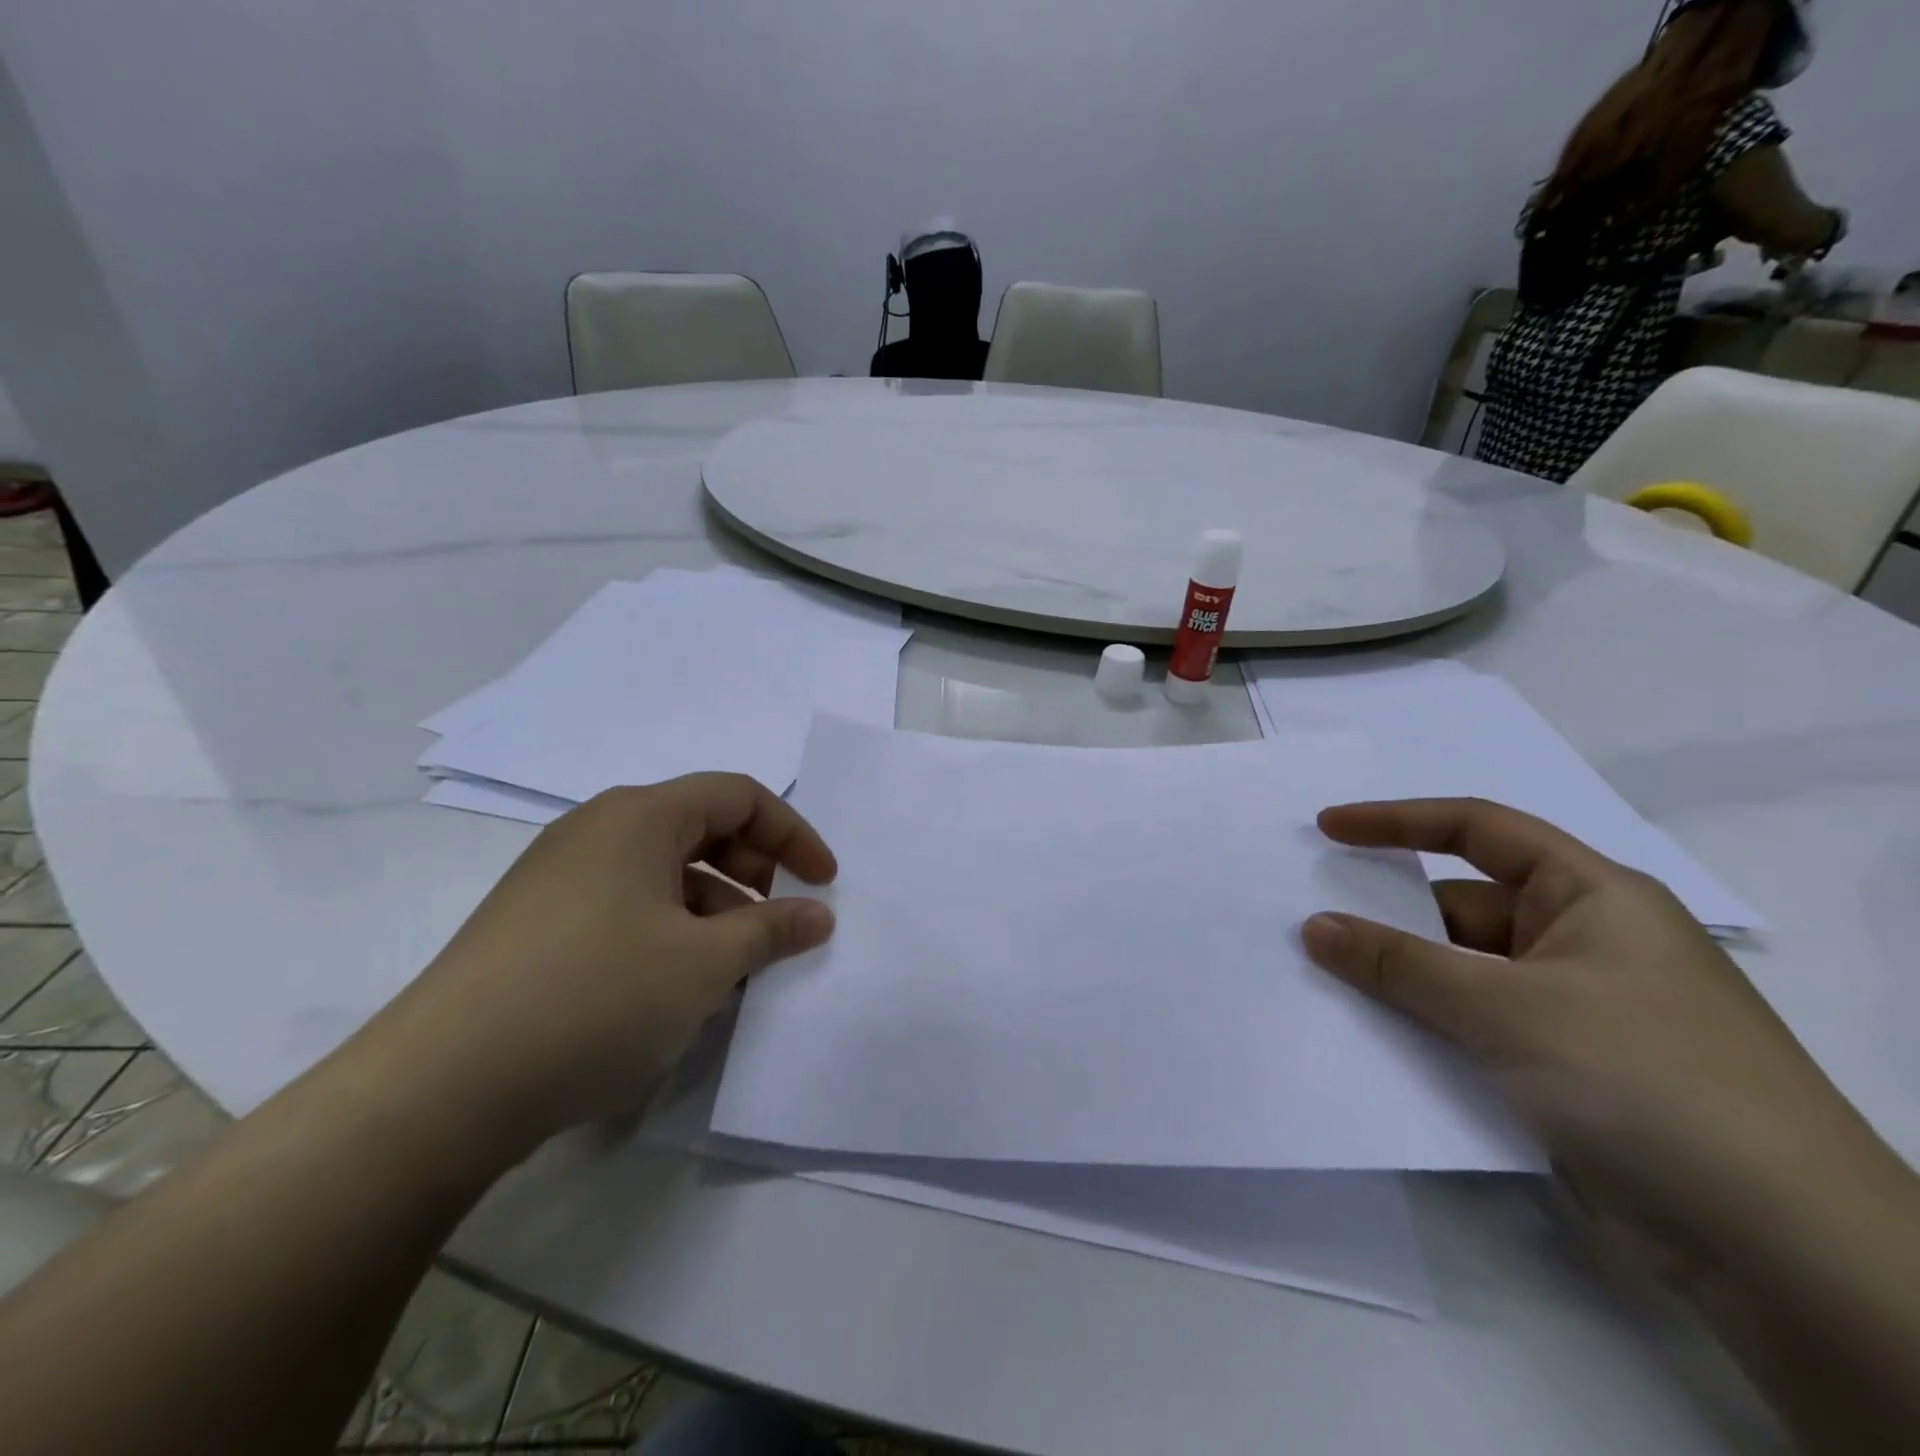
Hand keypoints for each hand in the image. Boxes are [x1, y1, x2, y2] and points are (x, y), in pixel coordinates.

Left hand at [373, 775, 836, 1150]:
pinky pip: (628, 907)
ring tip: (730, 972)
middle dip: (753, 871)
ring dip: (713, 910)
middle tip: (773, 925)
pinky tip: (675, 990)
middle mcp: (597, 830)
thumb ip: (771, 930)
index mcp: (639, 817)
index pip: (739, 796)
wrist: (438, 1090)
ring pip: (664, 874)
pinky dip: (670, 932)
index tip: (825, 883)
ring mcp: (560, 877)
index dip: (793, 834)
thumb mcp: (703, 964)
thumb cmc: (595, 999)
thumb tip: (818, 916)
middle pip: (701, 827)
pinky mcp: (538, 924)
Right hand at [1300, 798, 1873, 1241]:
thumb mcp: (1510, 1008)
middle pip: (1459, 907)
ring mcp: (1571, 1010)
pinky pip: (1469, 1025)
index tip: (1327, 829)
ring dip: (1397, 976)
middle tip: (1305, 918)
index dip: (1397, 821)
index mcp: (1593, 898)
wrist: (1783, 1255)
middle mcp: (1581, 943)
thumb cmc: (1648, 1082)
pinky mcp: (1560, 1070)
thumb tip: (1314, 927)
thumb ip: (1401, 964)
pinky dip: (1421, 1023)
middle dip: (1385, 913)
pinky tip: (1367, 1034)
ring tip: (1316, 975)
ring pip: (1459, 972)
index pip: (1479, 831)